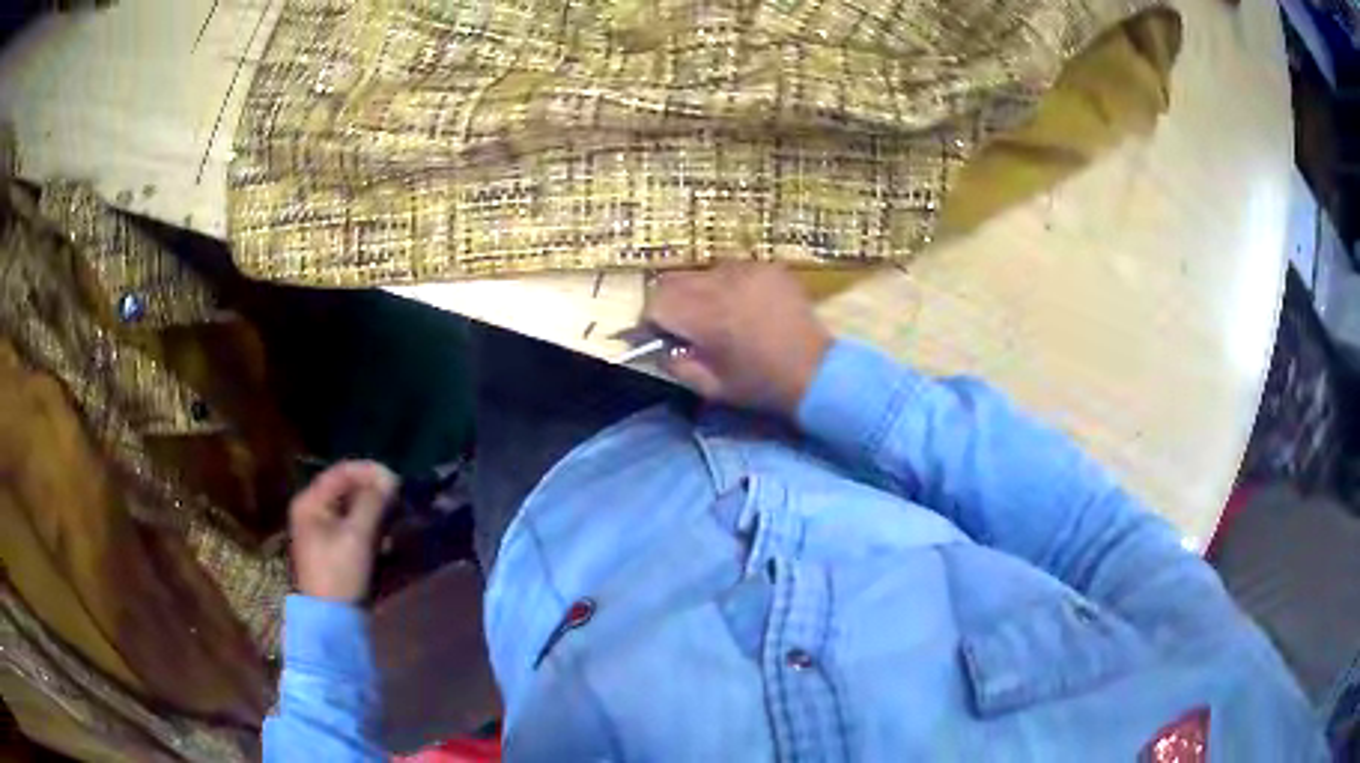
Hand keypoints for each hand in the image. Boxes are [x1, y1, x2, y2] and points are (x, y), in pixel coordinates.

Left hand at [288, 460, 397, 603]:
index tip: (396, 480)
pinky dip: (369, 526)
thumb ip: (372, 503)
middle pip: (346, 488)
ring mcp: (320, 529)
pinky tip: (386, 538)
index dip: (369, 471)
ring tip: (395, 520)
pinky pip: (352, 525)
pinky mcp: (331, 547)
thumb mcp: (357, 536)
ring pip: (351, 507)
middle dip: (373, 492)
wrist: (330, 620)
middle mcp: (311, 510)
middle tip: (399, 499)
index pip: (341, 472)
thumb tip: (389, 478)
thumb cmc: (339, 574)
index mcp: (309, 502)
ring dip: (374, 510)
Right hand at [644, 262, 832, 415]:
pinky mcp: (767, 267)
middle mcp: (722, 284)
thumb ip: (674, 365)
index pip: (655, 302)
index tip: (662, 335)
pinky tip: (745, 306)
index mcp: (706, 315)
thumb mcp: (710, 387)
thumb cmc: (760, 385)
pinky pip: (731, 270)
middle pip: (673, 281)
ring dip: (700, 291)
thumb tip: (658, 348)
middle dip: (672, 302)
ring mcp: (747, 270)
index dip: (652, 320)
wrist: (816, 372)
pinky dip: (728, 285)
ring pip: (702, 273)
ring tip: (720, 316)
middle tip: (686, 326)